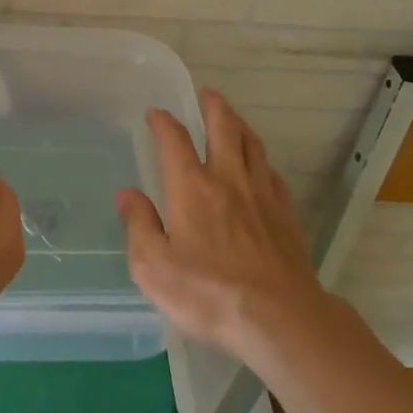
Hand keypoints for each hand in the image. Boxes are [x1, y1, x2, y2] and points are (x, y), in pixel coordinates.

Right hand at [116, 90, 326, 358]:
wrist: (279, 318)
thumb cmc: (208, 293)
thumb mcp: (153, 267)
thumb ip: (138, 225)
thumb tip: (126, 194)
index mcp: (191, 186)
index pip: (174, 140)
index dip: (163, 122)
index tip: (156, 113)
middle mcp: (227, 179)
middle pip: (224, 127)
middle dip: (213, 106)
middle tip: (207, 94)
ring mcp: (261, 194)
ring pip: (252, 144)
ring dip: (240, 125)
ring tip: (233, 119)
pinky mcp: (286, 214)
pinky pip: (271, 173)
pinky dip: (261, 161)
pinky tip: (260, 168)